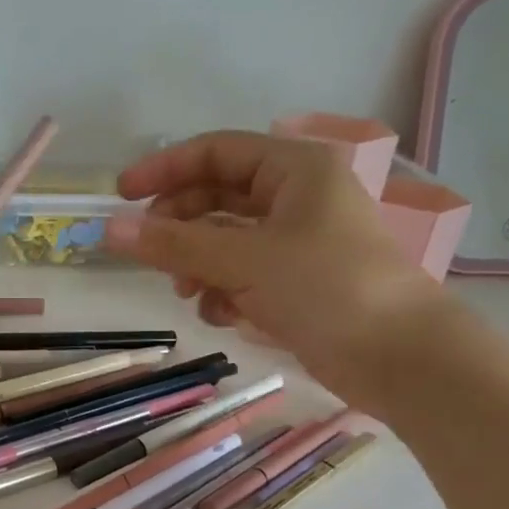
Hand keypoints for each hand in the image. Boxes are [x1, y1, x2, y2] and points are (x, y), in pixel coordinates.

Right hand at [103, 131, 452, 410]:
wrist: (398, 356)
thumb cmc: (326, 288)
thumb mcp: (243, 260)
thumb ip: (174, 244)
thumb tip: (109, 230)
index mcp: (295, 170)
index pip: (216, 152)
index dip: (165, 169)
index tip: (122, 196)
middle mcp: (297, 198)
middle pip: (218, 198)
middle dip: (181, 226)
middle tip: (148, 253)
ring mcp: (298, 243)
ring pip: (227, 242)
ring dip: (199, 264)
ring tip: (186, 291)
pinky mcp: (297, 284)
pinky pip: (244, 276)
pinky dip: (225, 292)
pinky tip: (223, 315)